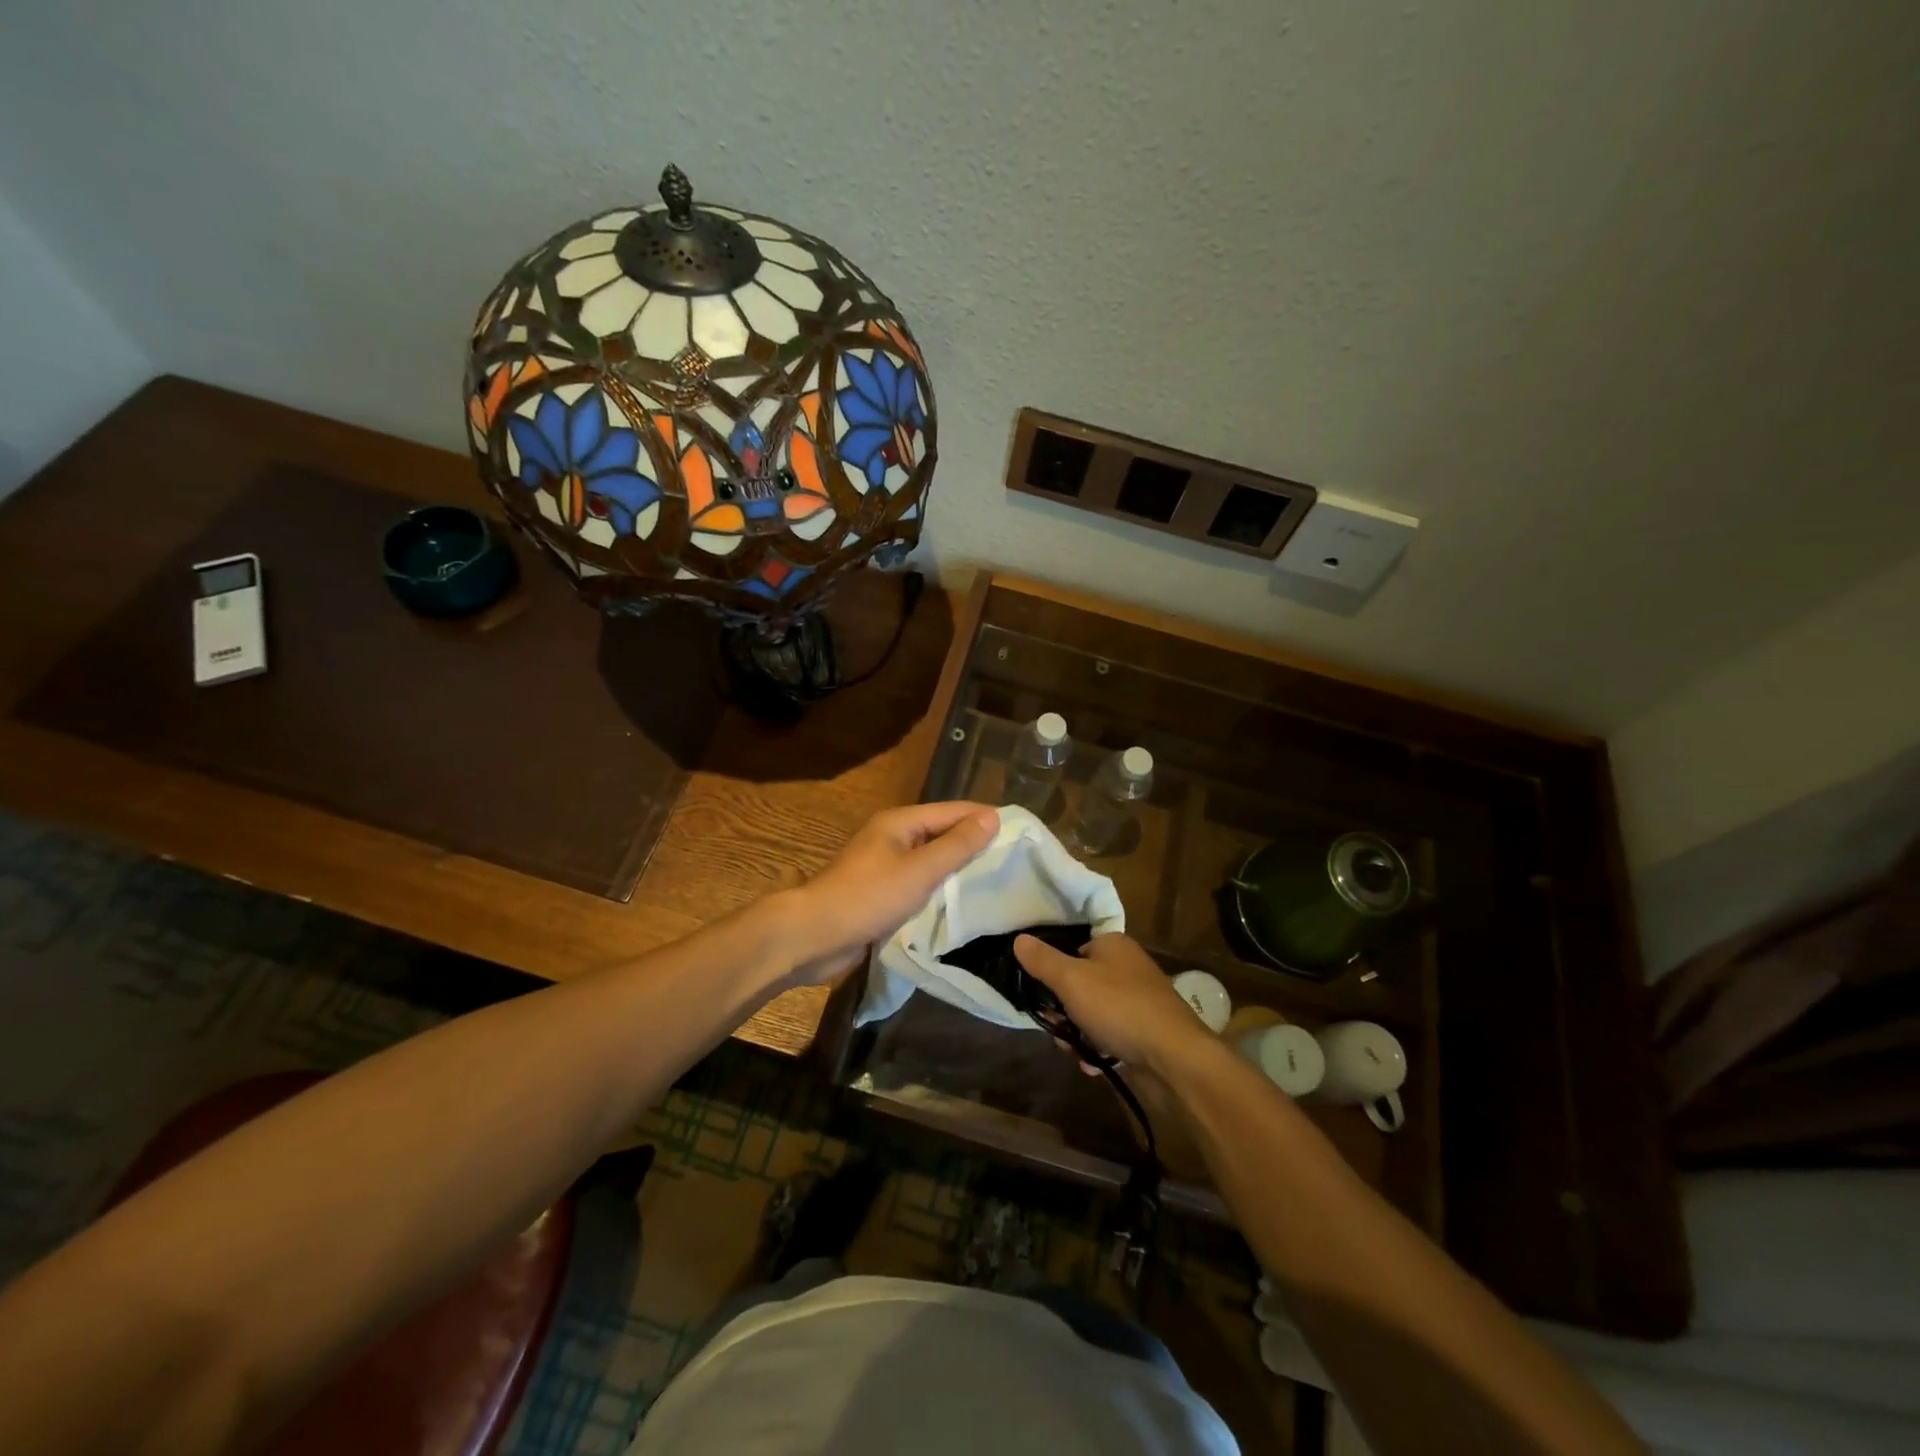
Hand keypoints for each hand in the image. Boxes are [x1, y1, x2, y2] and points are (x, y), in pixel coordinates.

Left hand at [783, 802, 998, 985]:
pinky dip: (938, 890)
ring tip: (995, 881)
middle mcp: (892, 837)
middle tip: (1013, 860)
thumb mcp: (919, 870)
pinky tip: (961, 904)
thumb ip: (957, 845)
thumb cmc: (868, 897)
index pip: (952, 811)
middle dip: (974, 844)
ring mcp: (884, 866)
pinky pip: (918, 884)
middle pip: (941, 834)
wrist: (813, 936)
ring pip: (930, 861)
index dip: (984, 818)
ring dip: (957, 870)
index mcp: (900, 822)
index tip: (1020, 831)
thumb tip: (992, 816)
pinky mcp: (880, 894)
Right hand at [1013, 932, 1214, 1071]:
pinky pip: (1110, 1036)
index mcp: (1113, 945)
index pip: (1072, 950)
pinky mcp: (1145, 1032)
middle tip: (1058, 1029)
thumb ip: (1042, 960)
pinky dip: (1098, 1050)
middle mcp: (1127, 968)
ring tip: (1077, 1053)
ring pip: (1091, 1015)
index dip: (1053, 973)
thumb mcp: (1071, 980)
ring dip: (1077, 1035)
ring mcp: (1138, 1001)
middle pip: (1079, 986)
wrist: (1174, 1058)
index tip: (1042, 996)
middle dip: (1063, 1012)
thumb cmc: (1119, 1008)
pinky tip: (1094, 1065)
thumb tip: (1018, 938)